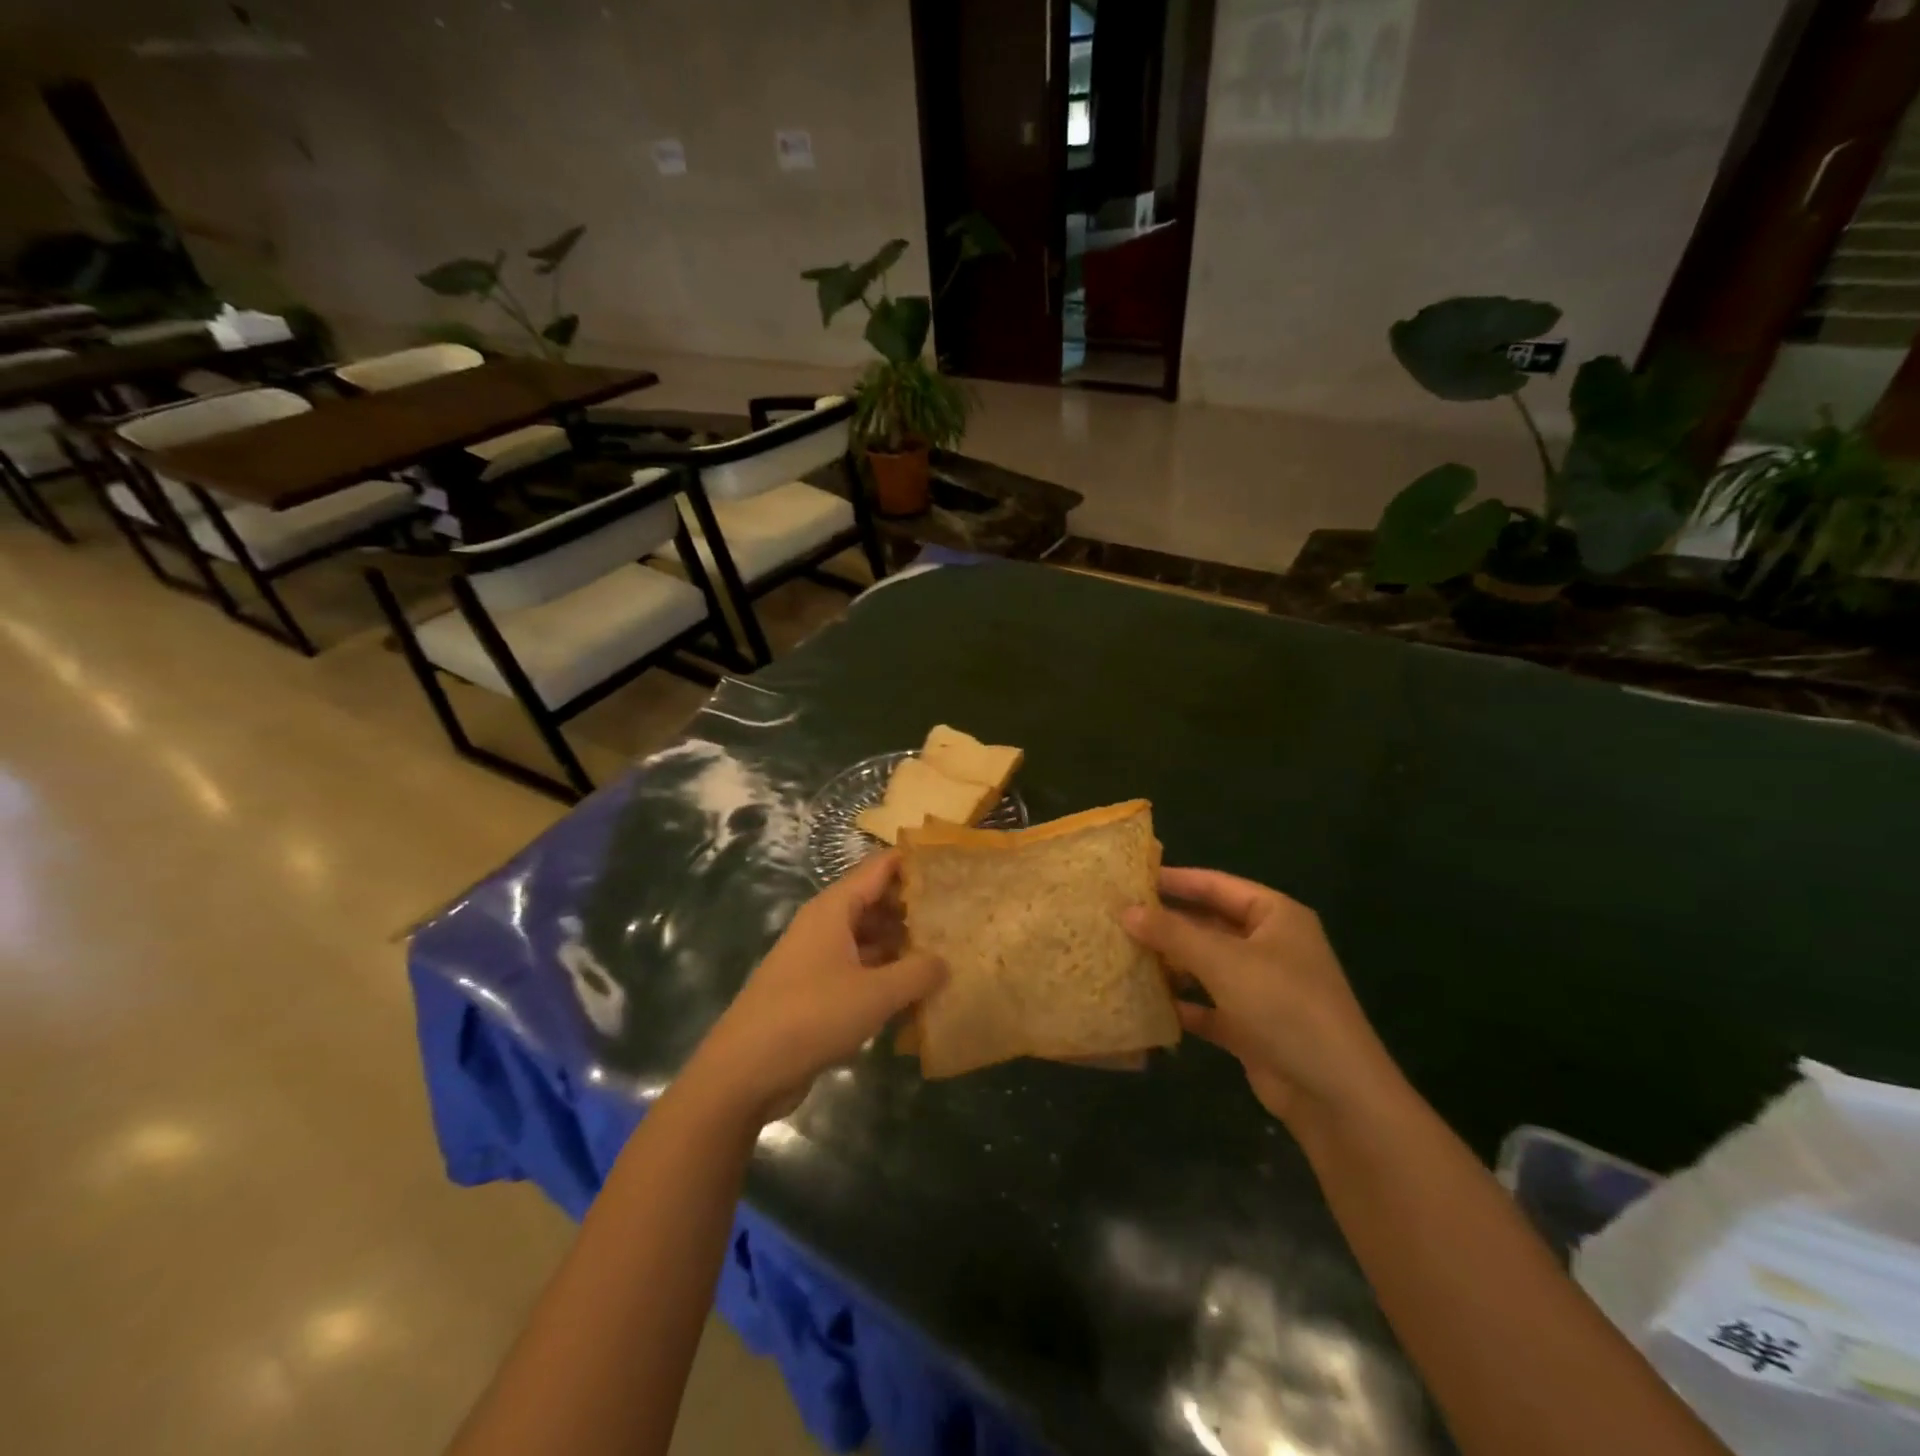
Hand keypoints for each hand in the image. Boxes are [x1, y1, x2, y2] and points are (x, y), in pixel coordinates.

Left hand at [686, 851, 943, 1126]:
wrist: (745, 1070)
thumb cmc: (812, 1016)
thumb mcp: (875, 994)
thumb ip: (917, 973)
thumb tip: (945, 961)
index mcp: (834, 909)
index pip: (879, 868)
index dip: (912, 862)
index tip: (950, 864)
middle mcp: (824, 925)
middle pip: (875, 902)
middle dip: (912, 907)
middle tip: (958, 914)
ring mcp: (817, 958)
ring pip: (867, 938)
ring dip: (900, 944)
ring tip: (945, 952)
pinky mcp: (814, 990)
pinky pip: (858, 969)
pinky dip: (884, 974)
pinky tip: (914, 992)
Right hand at [1122, 868, 1403, 1129]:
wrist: (1334, 1095)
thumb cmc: (1283, 1006)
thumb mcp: (1223, 961)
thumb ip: (1172, 933)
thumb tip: (1125, 910)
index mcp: (1275, 917)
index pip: (1217, 885)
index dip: (1175, 880)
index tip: (1130, 877)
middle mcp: (1269, 946)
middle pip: (1209, 925)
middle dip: (1166, 924)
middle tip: (1116, 917)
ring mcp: (1261, 988)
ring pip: (1205, 966)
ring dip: (1169, 964)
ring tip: (1122, 955)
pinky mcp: (1250, 1027)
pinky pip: (1208, 1006)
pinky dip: (1181, 1004)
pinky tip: (1145, 1003)